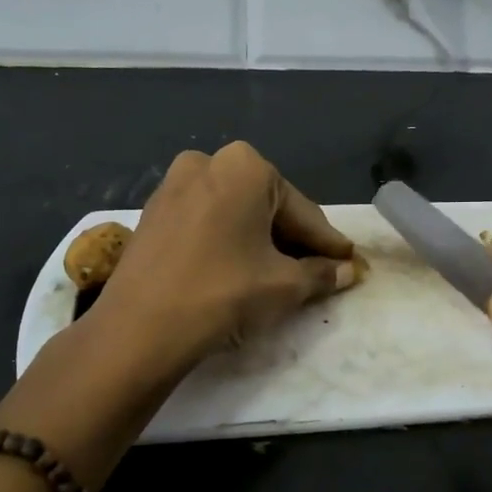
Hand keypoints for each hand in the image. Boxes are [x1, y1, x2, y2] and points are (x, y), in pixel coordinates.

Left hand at [95, 141, 359, 367]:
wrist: (140, 328)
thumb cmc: (224, 293)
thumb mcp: (285, 285)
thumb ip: (322, 274)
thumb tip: (348, 271)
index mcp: (246, 167)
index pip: (303, 212)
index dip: (329, 244)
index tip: (351, 262)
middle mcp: (207, 163)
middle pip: (267, 207)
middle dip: (293, 240)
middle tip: (318, 271)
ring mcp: (173, 186)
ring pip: (235, 214)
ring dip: (260, 242)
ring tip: (280, 275)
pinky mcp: (152, 213)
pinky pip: (206, 223)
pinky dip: (228, 243)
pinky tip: (239, 270)